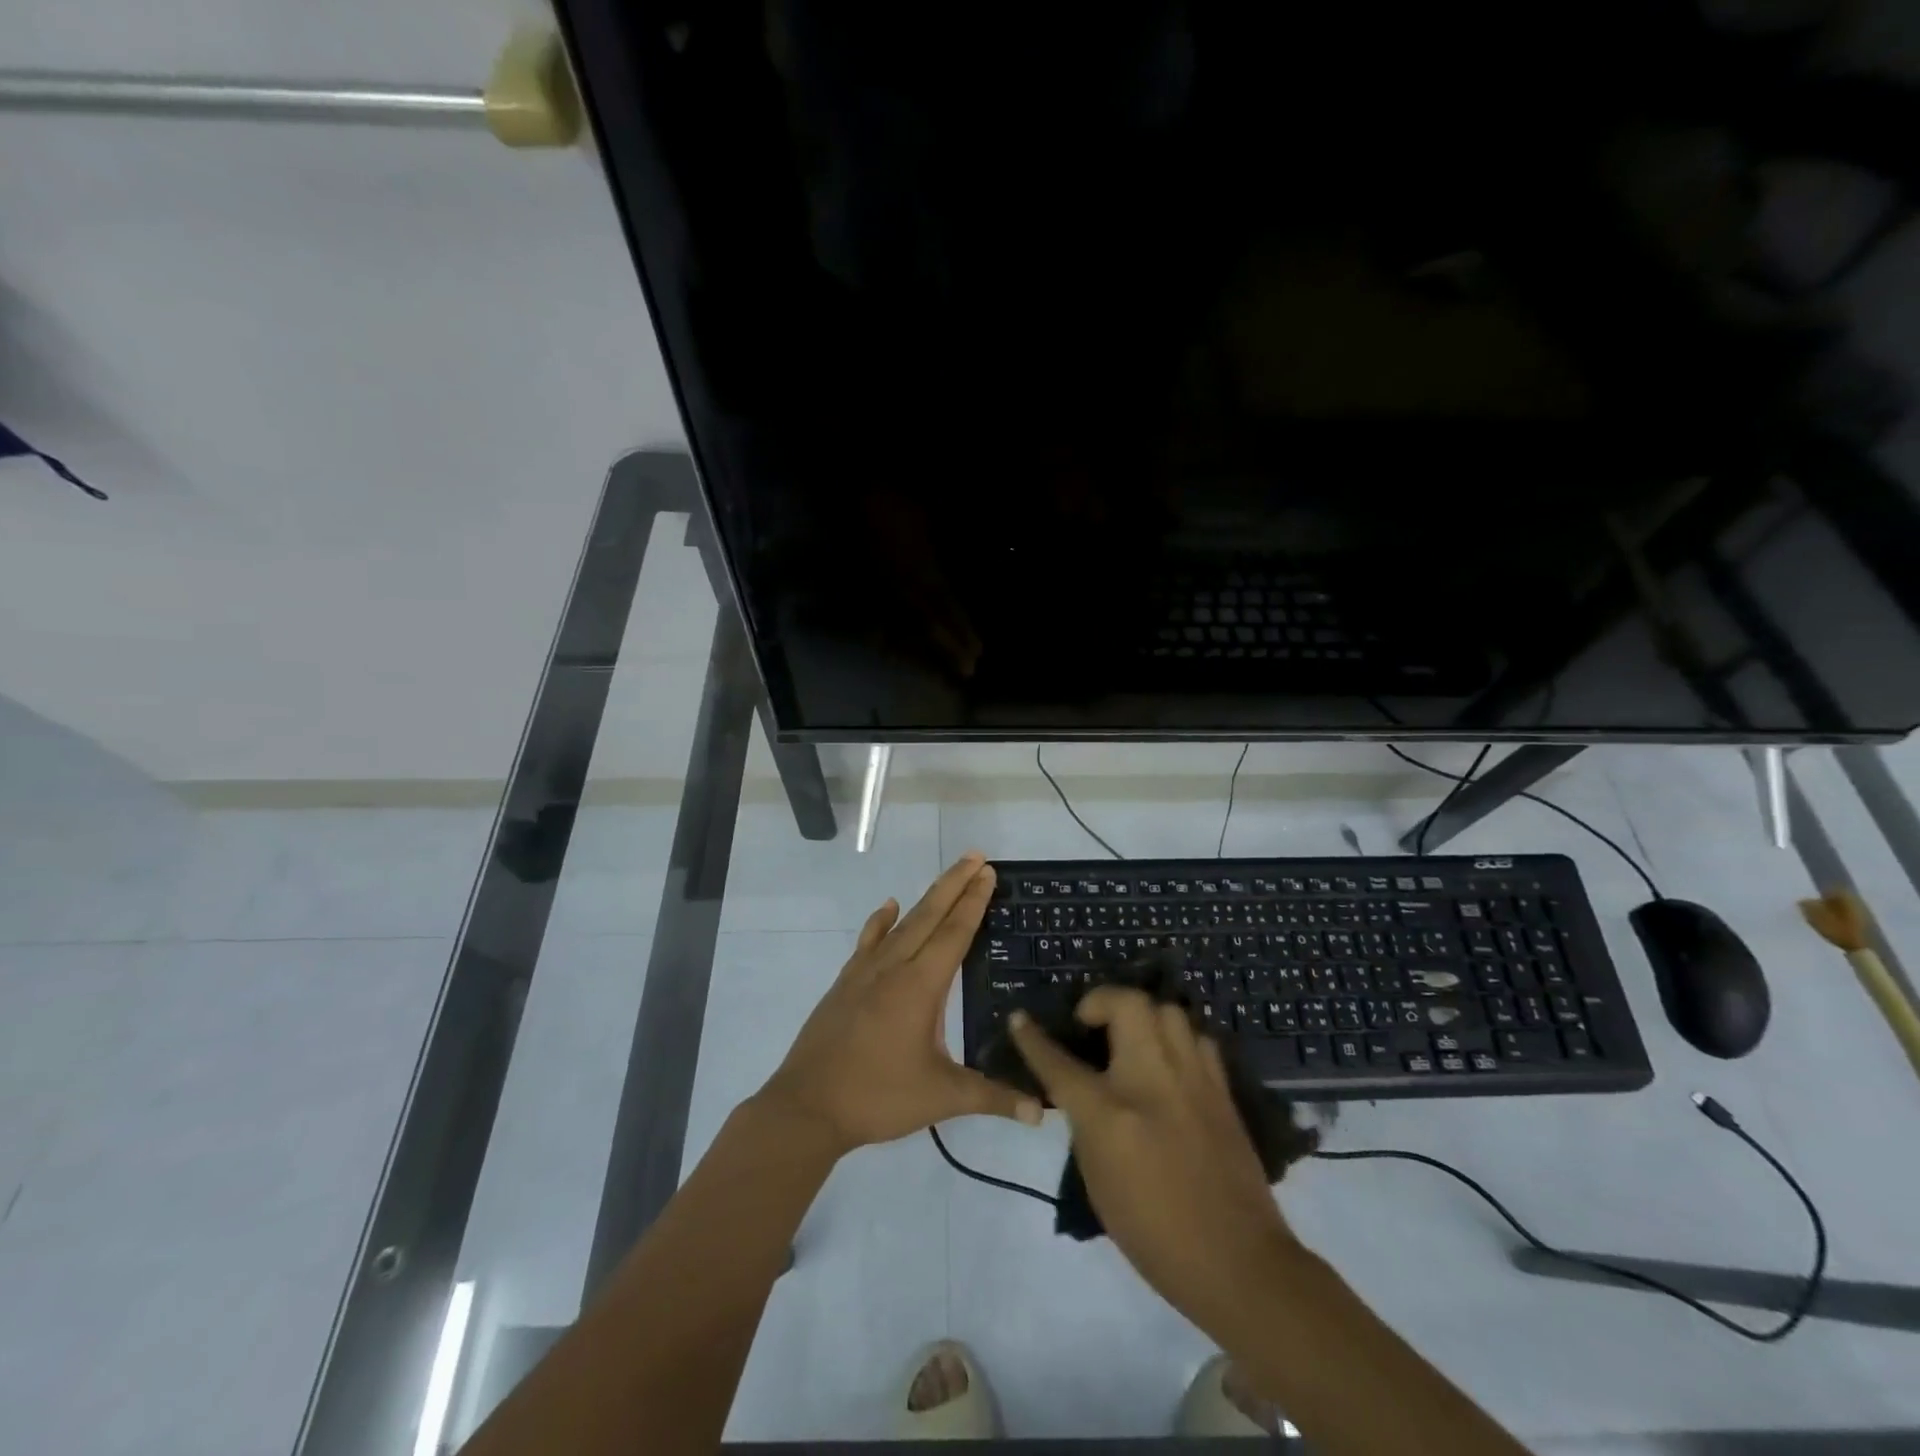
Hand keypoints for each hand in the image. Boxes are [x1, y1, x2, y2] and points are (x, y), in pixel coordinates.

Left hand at [757, 853, 1042, 1155]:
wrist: (807, 1106)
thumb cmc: (878, 1097)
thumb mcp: (942, 1098)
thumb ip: (992, 1098)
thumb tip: (1041, 1111)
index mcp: (920, 986)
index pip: (954, 933)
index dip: (973, 902)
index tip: (987, 872)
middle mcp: (894, 967)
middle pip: (929, 915)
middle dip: (955, 884)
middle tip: (976, 857)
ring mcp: (865, 972)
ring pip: (902, 923)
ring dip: (926, 898)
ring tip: (947, 878)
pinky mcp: (845, 982)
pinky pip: (869, 941)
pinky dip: (880, 921)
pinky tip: (888, 907)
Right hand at [1008, 987, 1302, 1341]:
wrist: (1237, 1262)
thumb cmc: (1154, 1234)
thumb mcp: (1098, 1181)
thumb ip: (1086, 1125)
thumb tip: (1084, 1093)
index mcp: (1110, 1113)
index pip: (1058, 1062)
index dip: (1032, 1038)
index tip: (1019, 1019)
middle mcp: (1151, 1080)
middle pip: (1126, 1004)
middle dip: (1100, 1001)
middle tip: (1091, 1023)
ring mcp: (1192, 1078)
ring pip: (1166, 1009)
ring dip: (1142, 1015)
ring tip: (1133, 1038)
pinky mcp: (1221, 1088)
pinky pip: (1196, 1038)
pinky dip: (1176, 1039)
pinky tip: (1170, 1062)